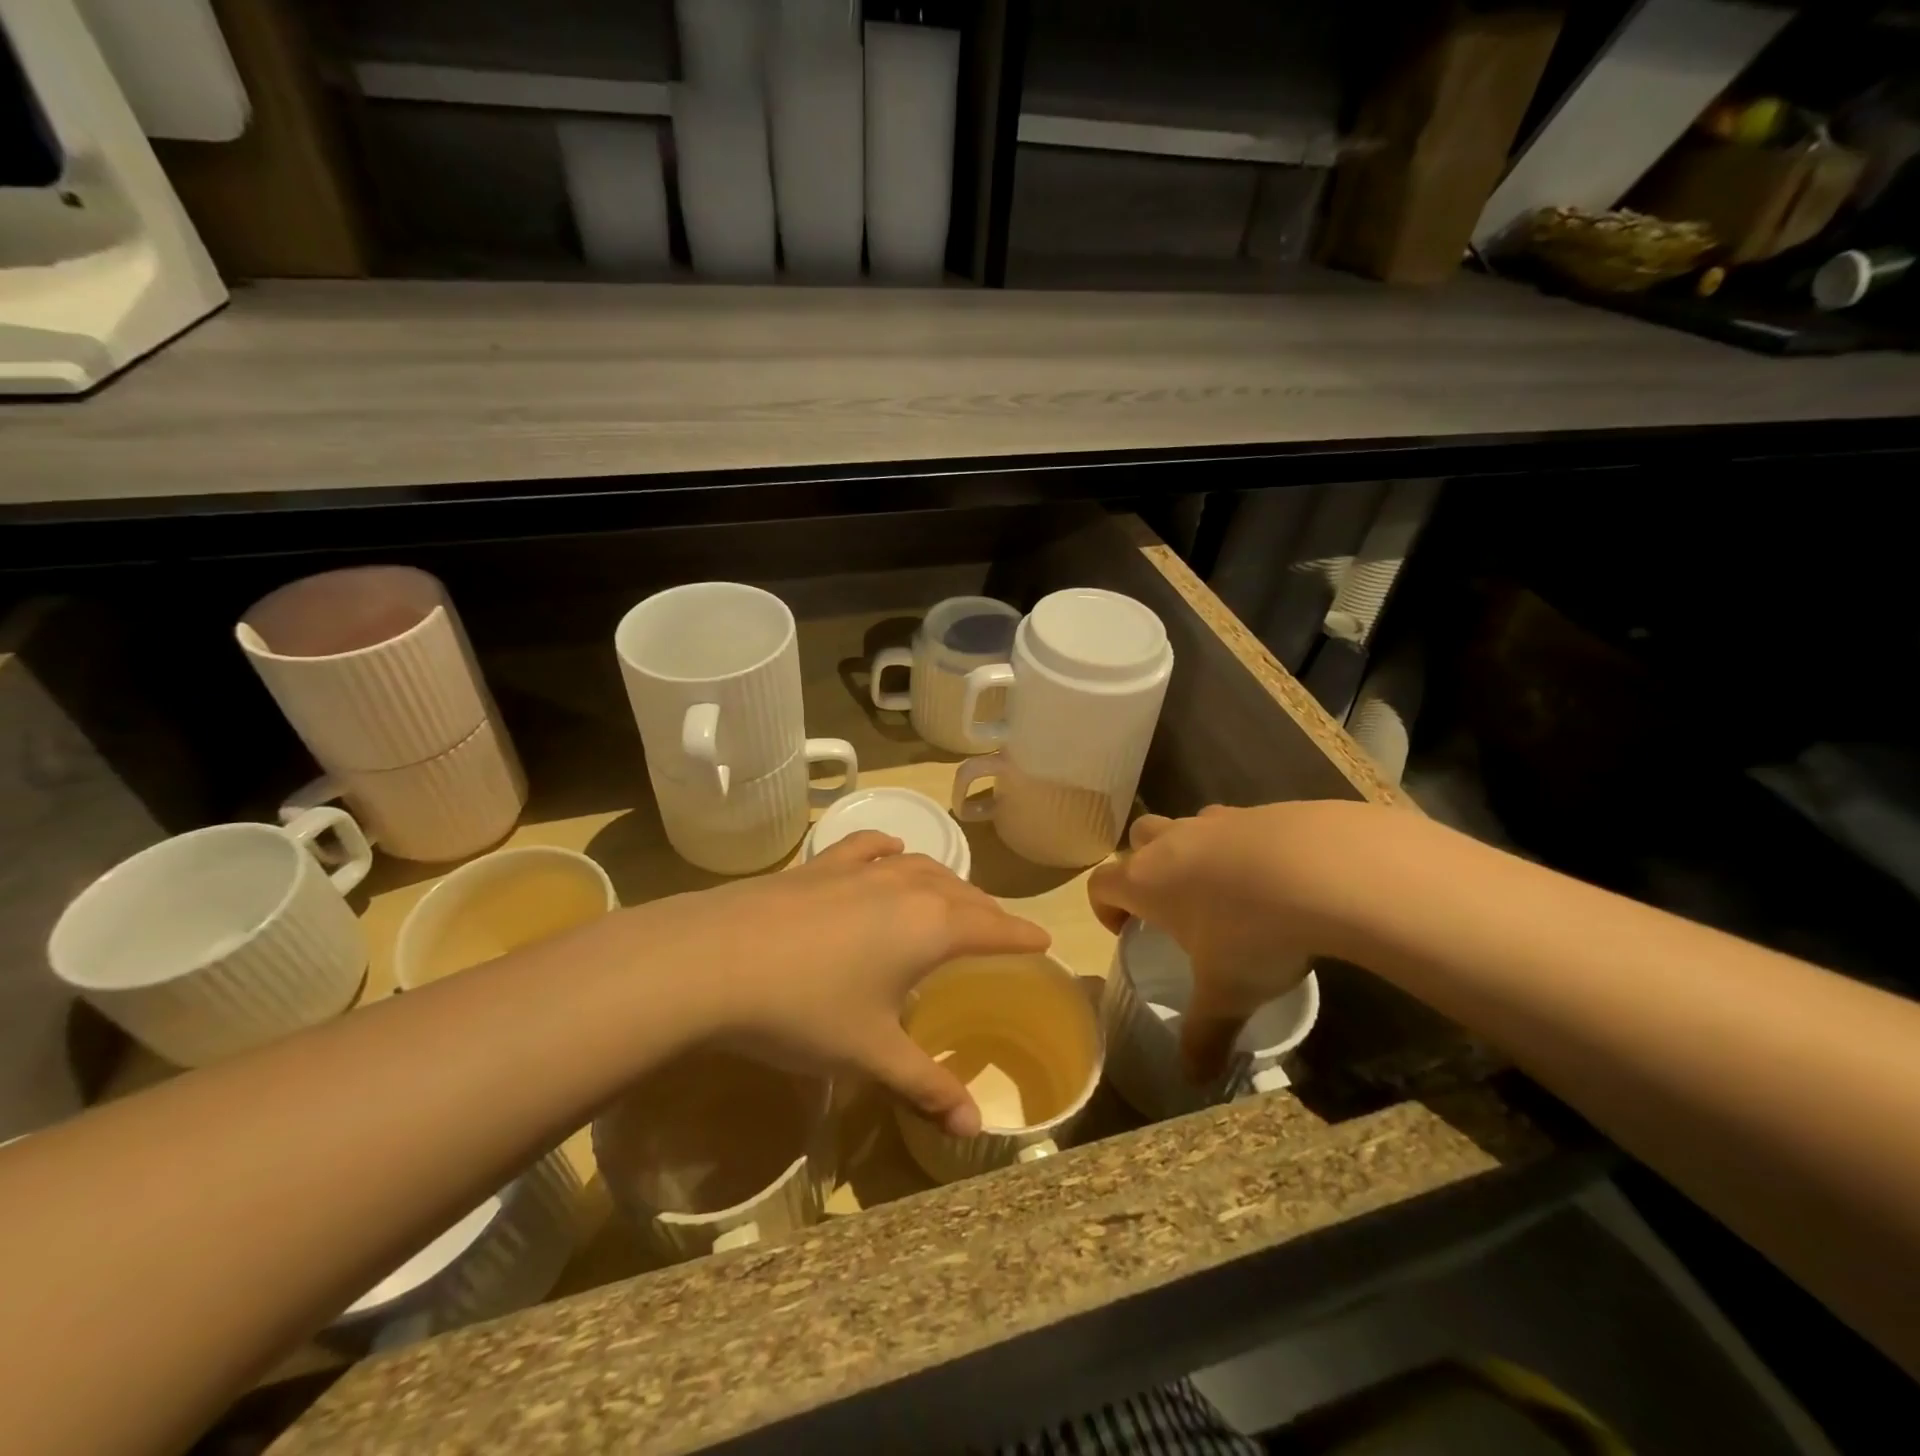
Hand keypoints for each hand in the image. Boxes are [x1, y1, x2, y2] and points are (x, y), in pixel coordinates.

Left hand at [621, 832, 1048, 1135]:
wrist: (713, 961)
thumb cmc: (805, 1010)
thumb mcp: (870, 1055)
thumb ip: (924, 1088)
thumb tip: (973, 1130)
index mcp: (929, 927)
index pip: (992, 926)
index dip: (1021, 934)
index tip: (1043, 938)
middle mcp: (904, 887)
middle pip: (961, 892)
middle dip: (985, 910)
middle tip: (998, 928)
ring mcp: (858, 870)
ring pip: (920, 866)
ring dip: (944, 881)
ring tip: (952, 895)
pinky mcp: (818, 866)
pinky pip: (869, 849)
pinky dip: (889, 851)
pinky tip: (889, 852)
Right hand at [1088, 803, 1356, 1081]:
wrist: (1323, 869)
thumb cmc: (1252, 933)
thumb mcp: (1227, 994)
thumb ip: (1205, 1035)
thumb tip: (1194, 1080)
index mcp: (1147, 880)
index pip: (1100, 882)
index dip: (1104, 907)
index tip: (1126, 931)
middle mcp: (1172, 842)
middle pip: (1138, 840)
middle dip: (1144, 867)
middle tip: (1171, 906)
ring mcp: (1216, 820)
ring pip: (1186, 827)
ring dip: (1192, 853)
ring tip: (1226, 893)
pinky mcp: (1260, 811)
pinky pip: (1234, 826)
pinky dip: (1240, 846)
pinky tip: (1275, 878)